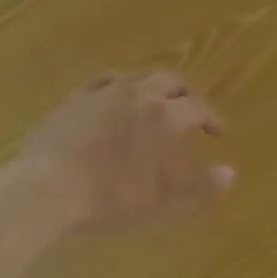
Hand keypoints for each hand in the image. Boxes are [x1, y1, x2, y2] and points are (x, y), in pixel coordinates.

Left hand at [15, 71, 234, 232]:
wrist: (46, 188)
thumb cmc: (108, 197)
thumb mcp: (160, 201)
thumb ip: (198, 187)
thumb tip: (230, 173)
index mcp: (163, 116)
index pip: (197, 107)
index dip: (211, 117)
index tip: (217, 131)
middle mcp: (138, 93)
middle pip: (171, 80)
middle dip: (186, 93)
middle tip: (190, 108)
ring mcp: (105, 90)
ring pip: (139, 76)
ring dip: (155, 85)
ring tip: (156, 100)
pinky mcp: (77, 96)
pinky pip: (106, 80)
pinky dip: (121, 85)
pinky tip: (116, 96)